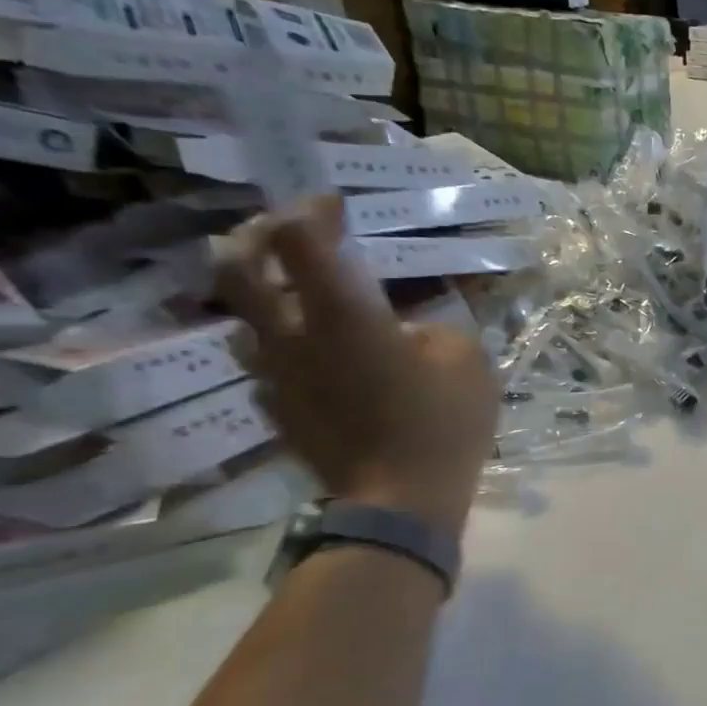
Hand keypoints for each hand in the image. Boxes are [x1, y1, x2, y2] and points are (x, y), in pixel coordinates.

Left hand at [216, 195, 496, 533]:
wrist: (401, 501)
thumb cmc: (442, 423)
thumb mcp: (468, 361)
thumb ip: (436, 327)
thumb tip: (410, 324)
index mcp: (344, 317)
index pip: (302, 240)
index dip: (312, 210)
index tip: (335, 204)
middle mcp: (292, 336)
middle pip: (239, 267)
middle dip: (259, 236)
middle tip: (289, 230)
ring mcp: (276, 375)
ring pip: (242, 315)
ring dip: (262, 289)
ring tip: (295, 289)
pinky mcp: (277, 407)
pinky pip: (265, 359)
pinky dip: (282, 340)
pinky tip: (315, 352)